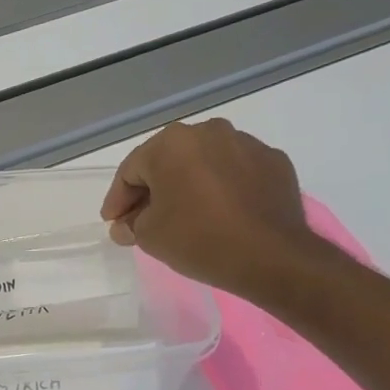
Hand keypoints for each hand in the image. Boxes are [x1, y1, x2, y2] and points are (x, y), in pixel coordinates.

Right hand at [100, 118, 330, 298]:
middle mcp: (208, 132)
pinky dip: (222, 188)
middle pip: (167, 161)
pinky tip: (220, 213)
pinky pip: (235, 172)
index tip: (114, 222)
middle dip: (152, 189)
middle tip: (143, 219)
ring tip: (185, 214)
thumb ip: (130, 224)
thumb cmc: (198, 239)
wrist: (272, 256)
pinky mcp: (274, 161)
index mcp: (171, 143)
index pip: (131, 171)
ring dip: (189, 184)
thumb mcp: (148, 236)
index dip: (118, 200)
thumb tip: (127, 224)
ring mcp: (246, 143)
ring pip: (204, 162)